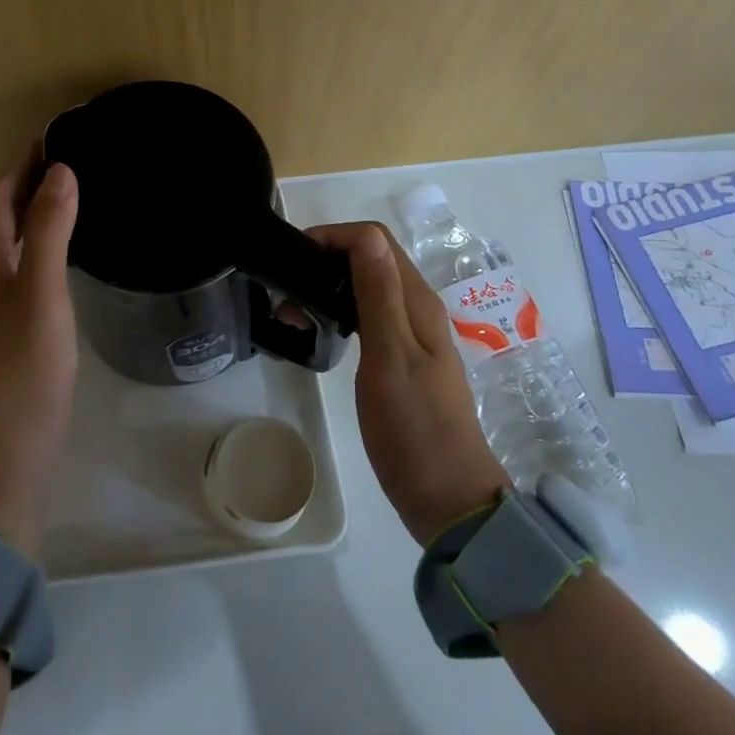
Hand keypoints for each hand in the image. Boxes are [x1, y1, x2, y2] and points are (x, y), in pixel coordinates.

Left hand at [0, 148, 79, 559]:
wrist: (10, 451)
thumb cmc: (25, 369)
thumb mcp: (41, 293)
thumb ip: (47, 232)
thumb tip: (59, 171)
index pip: (0, 195)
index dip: (24, 162)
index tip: (57, 133)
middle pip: (2, 215)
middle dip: (30, 181)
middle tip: (74, 156)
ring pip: (11, 241)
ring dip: (35, 211)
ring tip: (74, 191)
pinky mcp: (8, 326)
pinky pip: (21, 265)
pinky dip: (41, 242)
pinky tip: (66, 250)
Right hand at [308, 223, 512, 545]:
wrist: (449, 499)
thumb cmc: (414, 429)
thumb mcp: (390, 359)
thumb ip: (378, 296)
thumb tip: (365, 236)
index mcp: (417, 303)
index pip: (374, 241)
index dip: (333, 237)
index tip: (293, 259)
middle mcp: (417, 309)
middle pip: (370, 259)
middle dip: (325, 260)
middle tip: (285, 293)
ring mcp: (411, 335)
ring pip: (367, 287)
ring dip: (329, 287)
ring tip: (292, 315)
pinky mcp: (402, 358)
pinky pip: (368, 315)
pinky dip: (339, 311)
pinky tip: (320, 332)